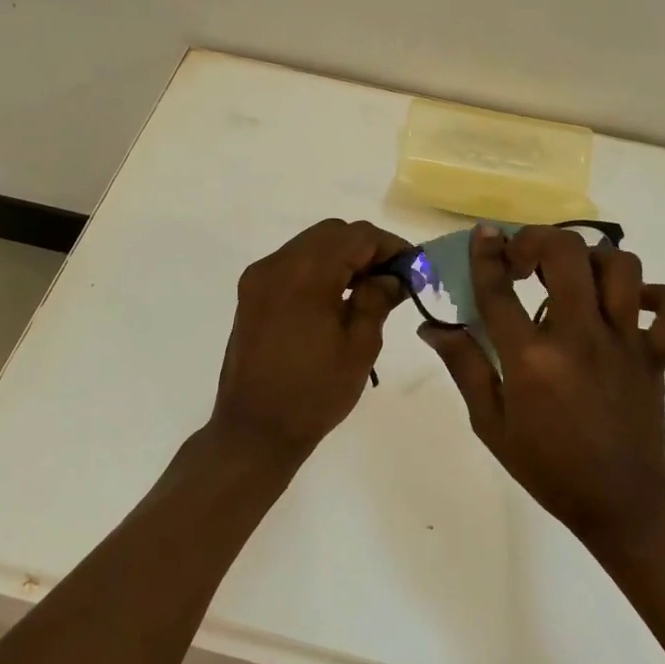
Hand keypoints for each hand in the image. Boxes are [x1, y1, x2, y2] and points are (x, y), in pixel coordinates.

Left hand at [208, 218, 409, 466]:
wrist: (254, 431)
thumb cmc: (314, 393)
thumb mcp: (359, 346)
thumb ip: (377, 299)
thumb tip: (393, 276)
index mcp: (305, 275)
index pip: (356, 236)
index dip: (389, 245)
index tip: (413, 267)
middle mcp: (277, 265)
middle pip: (331, 233)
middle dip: (366, 247)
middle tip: (392, 277)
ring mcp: (259, 277)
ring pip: (310, 244)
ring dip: (341, 256)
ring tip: (367, 288)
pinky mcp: (251, 293)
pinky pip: (292, 263)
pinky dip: (318, 268)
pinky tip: (336, 297)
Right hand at [420, 225, 664, 548]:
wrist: (620, 503)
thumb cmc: (547, 465)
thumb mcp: (490, 422)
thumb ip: (464, 366)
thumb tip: (433, 326)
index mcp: (531, 358)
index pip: (500, 289)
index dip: (487, 254)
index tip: (484, 234)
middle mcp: (579, 337)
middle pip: (565, 254)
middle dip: (539, 240)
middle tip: (526, 259)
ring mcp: (624, 343)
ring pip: (621, 268)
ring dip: (593, 260)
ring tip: (575, 277)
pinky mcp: (656, 355)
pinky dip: (659, 298)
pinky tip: (633, 303)